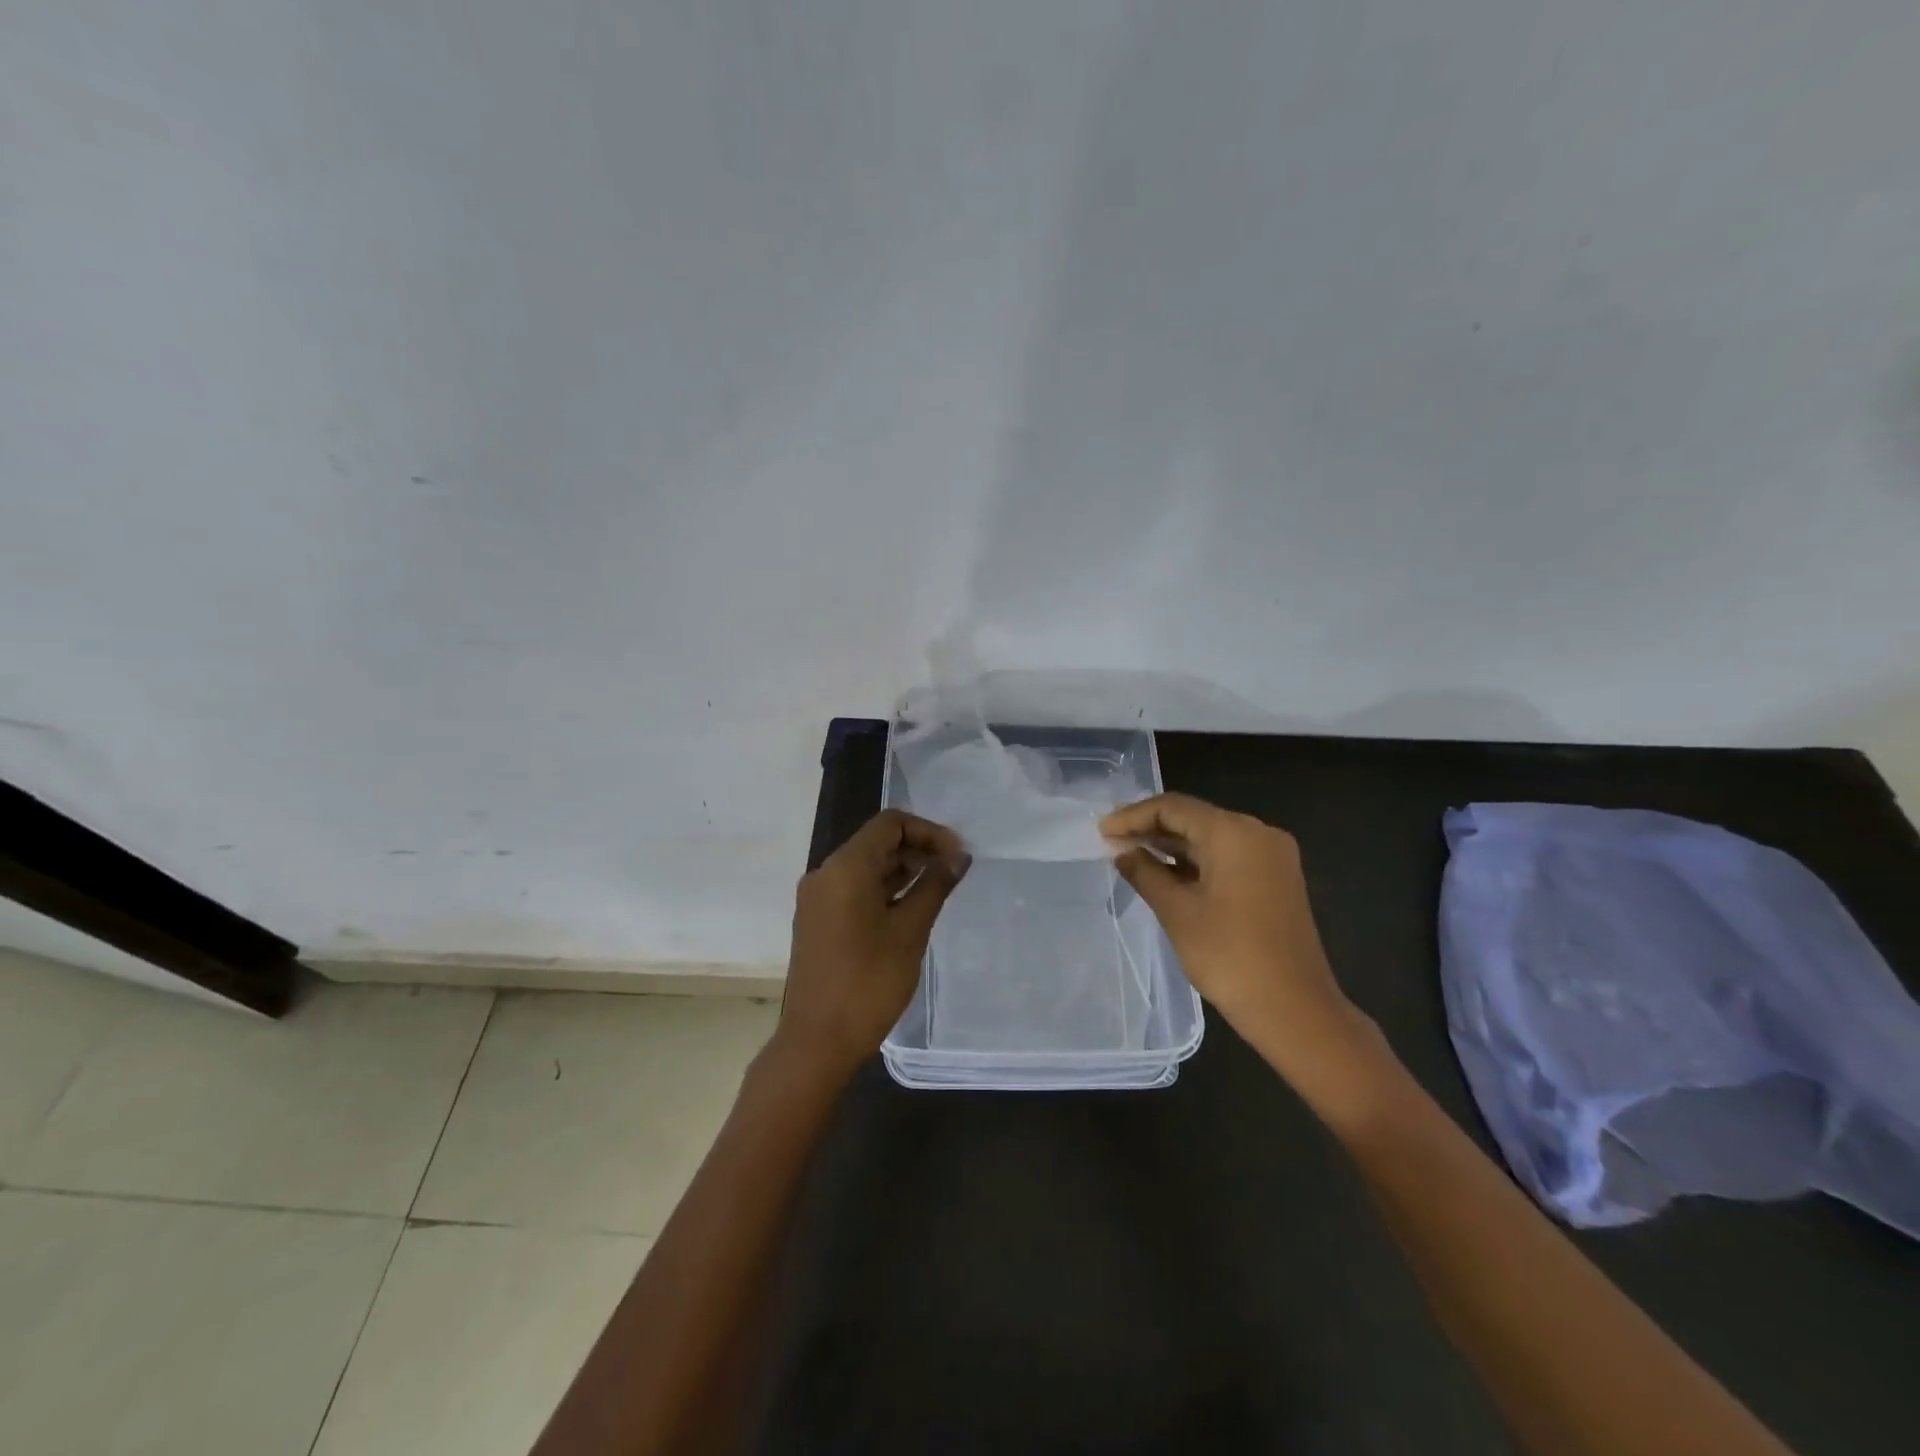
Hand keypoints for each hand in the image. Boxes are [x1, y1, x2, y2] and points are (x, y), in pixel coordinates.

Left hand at [775, 808, 968, 1082]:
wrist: (817, 1042)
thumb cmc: (868, 982)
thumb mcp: (910, 930)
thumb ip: (935, 885)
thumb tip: (959, 856)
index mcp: (845, 867)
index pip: (890, 824)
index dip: (928, 832)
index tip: (958, 856)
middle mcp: (825, 873)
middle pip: (876, 842)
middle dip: (918, 850)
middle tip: (954, 872)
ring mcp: (818, 899)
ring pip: (866, 867)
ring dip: (903, 871)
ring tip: (939, 889)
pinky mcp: (818, 921)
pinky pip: (854, 889)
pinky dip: (884, 890)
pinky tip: (911, 909)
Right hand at [1102, 793, 1380, 1095]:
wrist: (1294, 1010)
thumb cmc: (1229, 956)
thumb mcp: (1177, 911)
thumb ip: (1145, 873)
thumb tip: (1122, 851)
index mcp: (1234, 833)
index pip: (1174, 808)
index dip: (1133, 816)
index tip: (1101, 831)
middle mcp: (1258, 833)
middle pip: (1194, 818)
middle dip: (1151, 828)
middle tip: (1111, 840)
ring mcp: (1272, 856)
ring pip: (1211, 837)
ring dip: (1172, 845)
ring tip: (1131, 855)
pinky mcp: (1276, 879)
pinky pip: (1228, 856)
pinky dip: (1195, 861)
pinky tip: (1166, 872)